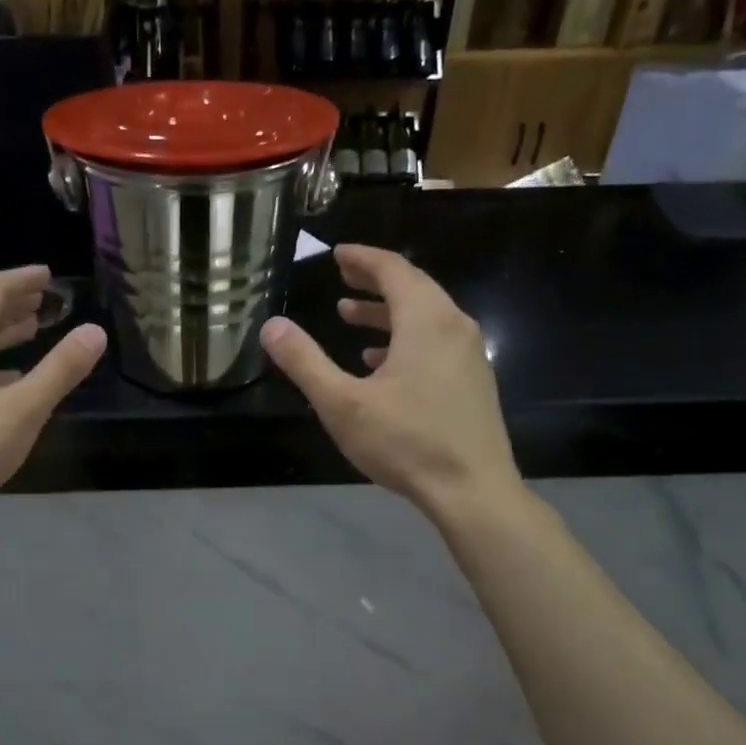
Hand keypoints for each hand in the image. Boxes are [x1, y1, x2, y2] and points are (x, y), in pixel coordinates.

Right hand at [260, 244, 518, 518]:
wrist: (472, 490)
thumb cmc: (406, 442)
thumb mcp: (342, 403)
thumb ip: (305, 362)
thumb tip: (272, 326)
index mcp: (426, 320)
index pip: (393, 270)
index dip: (363, 258)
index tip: (338, 254)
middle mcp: (454, 327)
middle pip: (413, 288)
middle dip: (375, 280)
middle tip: (343, 276)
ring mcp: (469, 355)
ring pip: (425, 317)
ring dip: (387, 312)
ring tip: (350, 317)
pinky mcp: (473, 382)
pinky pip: (436, 343)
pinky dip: (405, 339)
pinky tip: (380, 364)